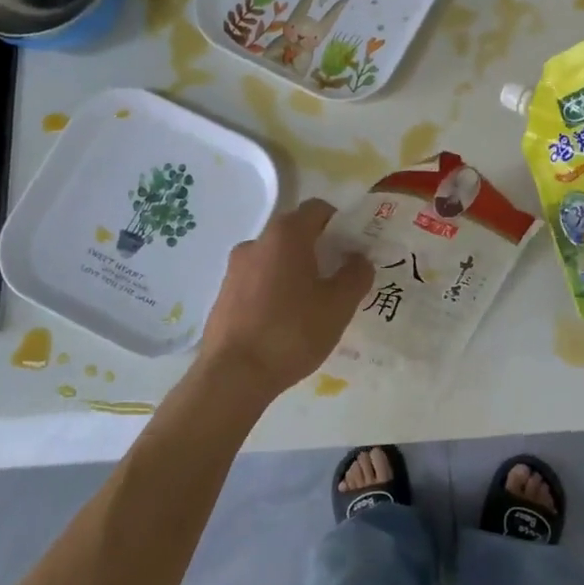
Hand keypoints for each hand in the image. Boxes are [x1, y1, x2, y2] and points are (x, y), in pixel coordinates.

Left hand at [193, 199, 372, 405]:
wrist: (233, 375)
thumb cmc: (292, 332)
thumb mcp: (338, 305)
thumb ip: (356, 275)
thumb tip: (359, 258)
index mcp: (286, 235)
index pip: (317, 209)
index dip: (340, 223)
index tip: (353, 247)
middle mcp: (257, 241)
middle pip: (295, 232)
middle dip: (319, 248)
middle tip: (339, 277)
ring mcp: (235, 268)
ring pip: (275, 258)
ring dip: (295, 270)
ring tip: (313, 303)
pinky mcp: (224, 294)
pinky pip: (257, 280)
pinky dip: (275, 288)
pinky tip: (285, 320)